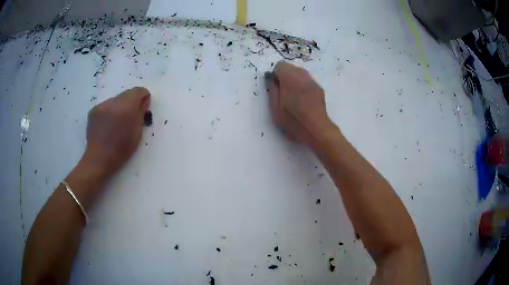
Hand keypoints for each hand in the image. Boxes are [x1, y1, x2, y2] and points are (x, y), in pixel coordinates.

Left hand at [81, 87, 150, 178]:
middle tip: (130, 117)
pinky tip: (108, 125)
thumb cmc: (122, 150)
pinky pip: (106, 106)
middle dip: (131, 102)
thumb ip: (141, 113)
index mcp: (127, 107)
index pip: (138, 91)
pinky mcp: (93, 110)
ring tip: (117, 123)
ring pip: (116, 100)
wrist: (99, 159)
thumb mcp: (138, 133)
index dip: (143, 97)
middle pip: (127, 94)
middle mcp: (113, 102)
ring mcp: (102, 105)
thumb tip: (144, 101)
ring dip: (119, 107)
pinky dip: (110, 112)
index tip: (143, 108)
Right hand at [266, 62, 332, 149]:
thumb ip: (273, 91)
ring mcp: (313, 82)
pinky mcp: (319, 88)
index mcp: (291, 80)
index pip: (280, 66)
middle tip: (283, 91)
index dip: (276, 75)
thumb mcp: (276, 109)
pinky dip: (302, 83)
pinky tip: (302, 97)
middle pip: (291, 66)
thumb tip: (271, 78)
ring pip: (300, 71)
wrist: (317, 130)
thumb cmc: (294, 122)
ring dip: (294, 78)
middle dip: (285, 75)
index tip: (276, 87)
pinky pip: (307, 79)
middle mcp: (303, 77)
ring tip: (293, 95)